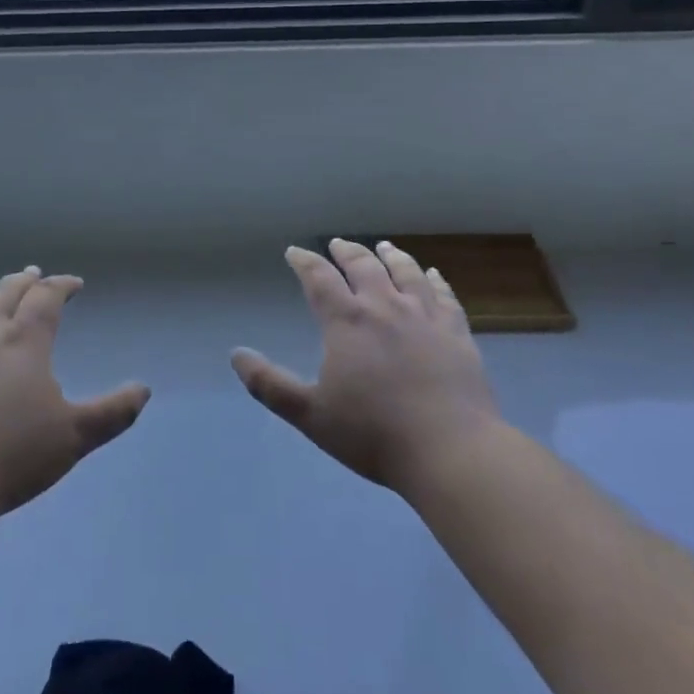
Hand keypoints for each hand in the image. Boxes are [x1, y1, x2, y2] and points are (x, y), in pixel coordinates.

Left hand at [0, 268, 149, 520]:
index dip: (62, 285)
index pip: (46, 298)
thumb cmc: (11, 456)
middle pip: (4, 293)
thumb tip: (143, 389)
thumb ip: (113, 412)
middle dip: (23, 281)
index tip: (74, 284)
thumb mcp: (74, 437)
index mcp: (24, 342)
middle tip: (33, 275)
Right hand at [232, 239, 501, 495]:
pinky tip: (433, 275)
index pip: (319, 278)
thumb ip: (270, 385)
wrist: (450, 450)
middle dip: (346, 252)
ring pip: (406, 273)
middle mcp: (385, 307)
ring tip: (384, 247)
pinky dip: (435, 280)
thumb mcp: (310, 414)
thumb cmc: (373, 433)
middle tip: (338, 243)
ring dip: (391, 256)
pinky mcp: (457, 333)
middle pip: (363, 266)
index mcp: (347, 321)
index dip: (304, 262)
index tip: (294, 252)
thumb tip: (236, 355)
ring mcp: (425, 317)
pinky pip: (444, 296)